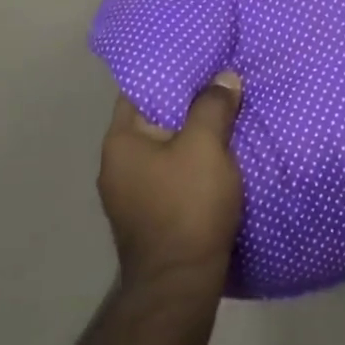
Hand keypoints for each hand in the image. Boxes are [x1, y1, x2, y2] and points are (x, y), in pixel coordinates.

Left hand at [100, 74, 244, 287]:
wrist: (181, 283)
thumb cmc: (188, 205)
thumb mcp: (206, 146)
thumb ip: (213, 106)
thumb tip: (224, 78)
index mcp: (121, 142)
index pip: (140, 91)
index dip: (171, 74)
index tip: (202, 61)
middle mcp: (117, 166)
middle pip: (156, 120)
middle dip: (188, 104)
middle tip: (223, 85)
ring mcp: (131, 195)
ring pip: (167, 149)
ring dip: (194, 136)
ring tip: (227, 117)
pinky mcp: (151, 215)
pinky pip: (173, 174)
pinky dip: (194, 162)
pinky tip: (220, 158)